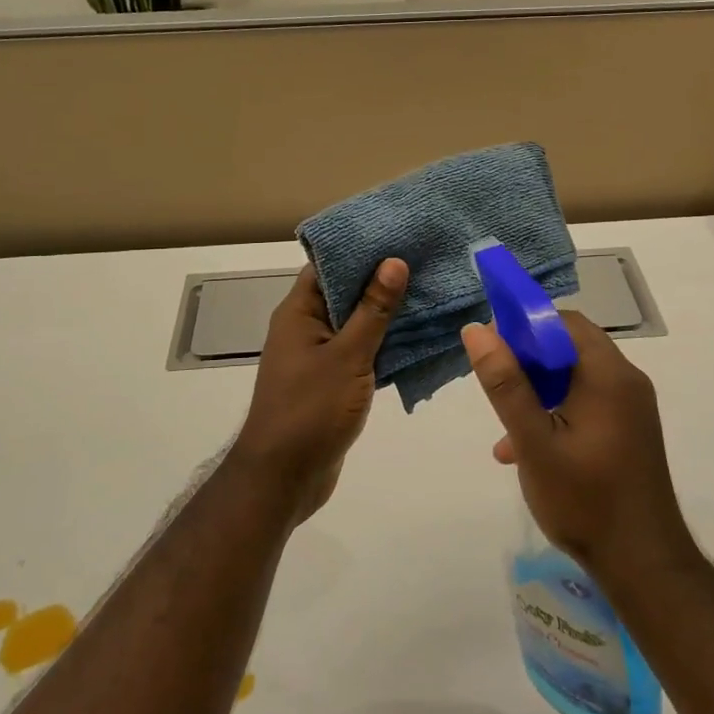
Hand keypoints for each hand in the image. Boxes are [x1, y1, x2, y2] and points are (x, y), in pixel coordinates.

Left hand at [233, 260, 407, 521]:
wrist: (284, 478)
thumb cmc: (310, 410)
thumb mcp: (347, 356)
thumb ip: (372, 310)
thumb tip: (393, 262)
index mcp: (298, 313)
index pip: (328, 266)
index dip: (361, 249)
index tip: (399, 235)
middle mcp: (305, 329)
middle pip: (344, 293)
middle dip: (381, 280)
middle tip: (425, 260)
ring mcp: (317, 357)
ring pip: (355, 324)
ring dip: (386, 313)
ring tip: (429, 291)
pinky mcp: (330, 382)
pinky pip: (359, 352)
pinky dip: (384, 344)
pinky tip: (418, 337)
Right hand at [462, 312, 697, 583]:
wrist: (643, 564)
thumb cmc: (585, 500)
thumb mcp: (534, 443)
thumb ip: (505, 385)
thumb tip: (477, 330)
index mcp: (608, 375)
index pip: (564, 322)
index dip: (524, 326)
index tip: (492, 351)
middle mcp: (626, 381)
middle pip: (570, 347)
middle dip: (528, 362)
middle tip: (496, 389)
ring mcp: (631, 407)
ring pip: (575, 377)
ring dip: (538, 391)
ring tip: (505, 428)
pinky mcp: (629, 430)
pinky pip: (587, 402)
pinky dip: (556, 412)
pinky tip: (527, 451)